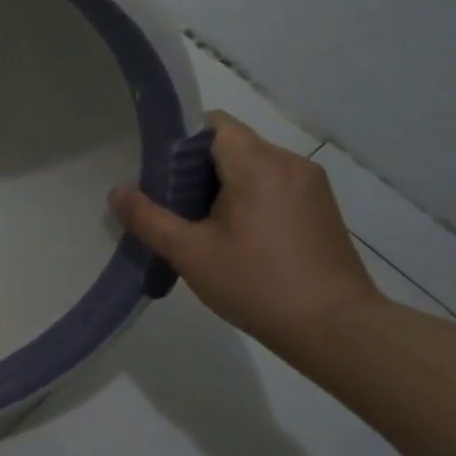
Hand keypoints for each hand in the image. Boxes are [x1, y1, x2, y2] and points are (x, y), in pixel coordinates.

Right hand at [108, 111, 384, 353]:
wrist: (339, 331)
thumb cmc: (258, 284)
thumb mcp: (189, 253)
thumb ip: (148, 218)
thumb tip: (117, 191)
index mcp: (258, 164)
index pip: (212, 124)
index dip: (179, 140)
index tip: (157, 171)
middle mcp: (289, 163)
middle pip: (230, 144)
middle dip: (195, 166)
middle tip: (169, 203)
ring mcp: (310, 186)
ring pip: (251, 166)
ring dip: (220, 184)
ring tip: (198, 223)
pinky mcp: (320, 209)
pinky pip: (272, 185)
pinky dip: (246, 197)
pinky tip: (233, 236)